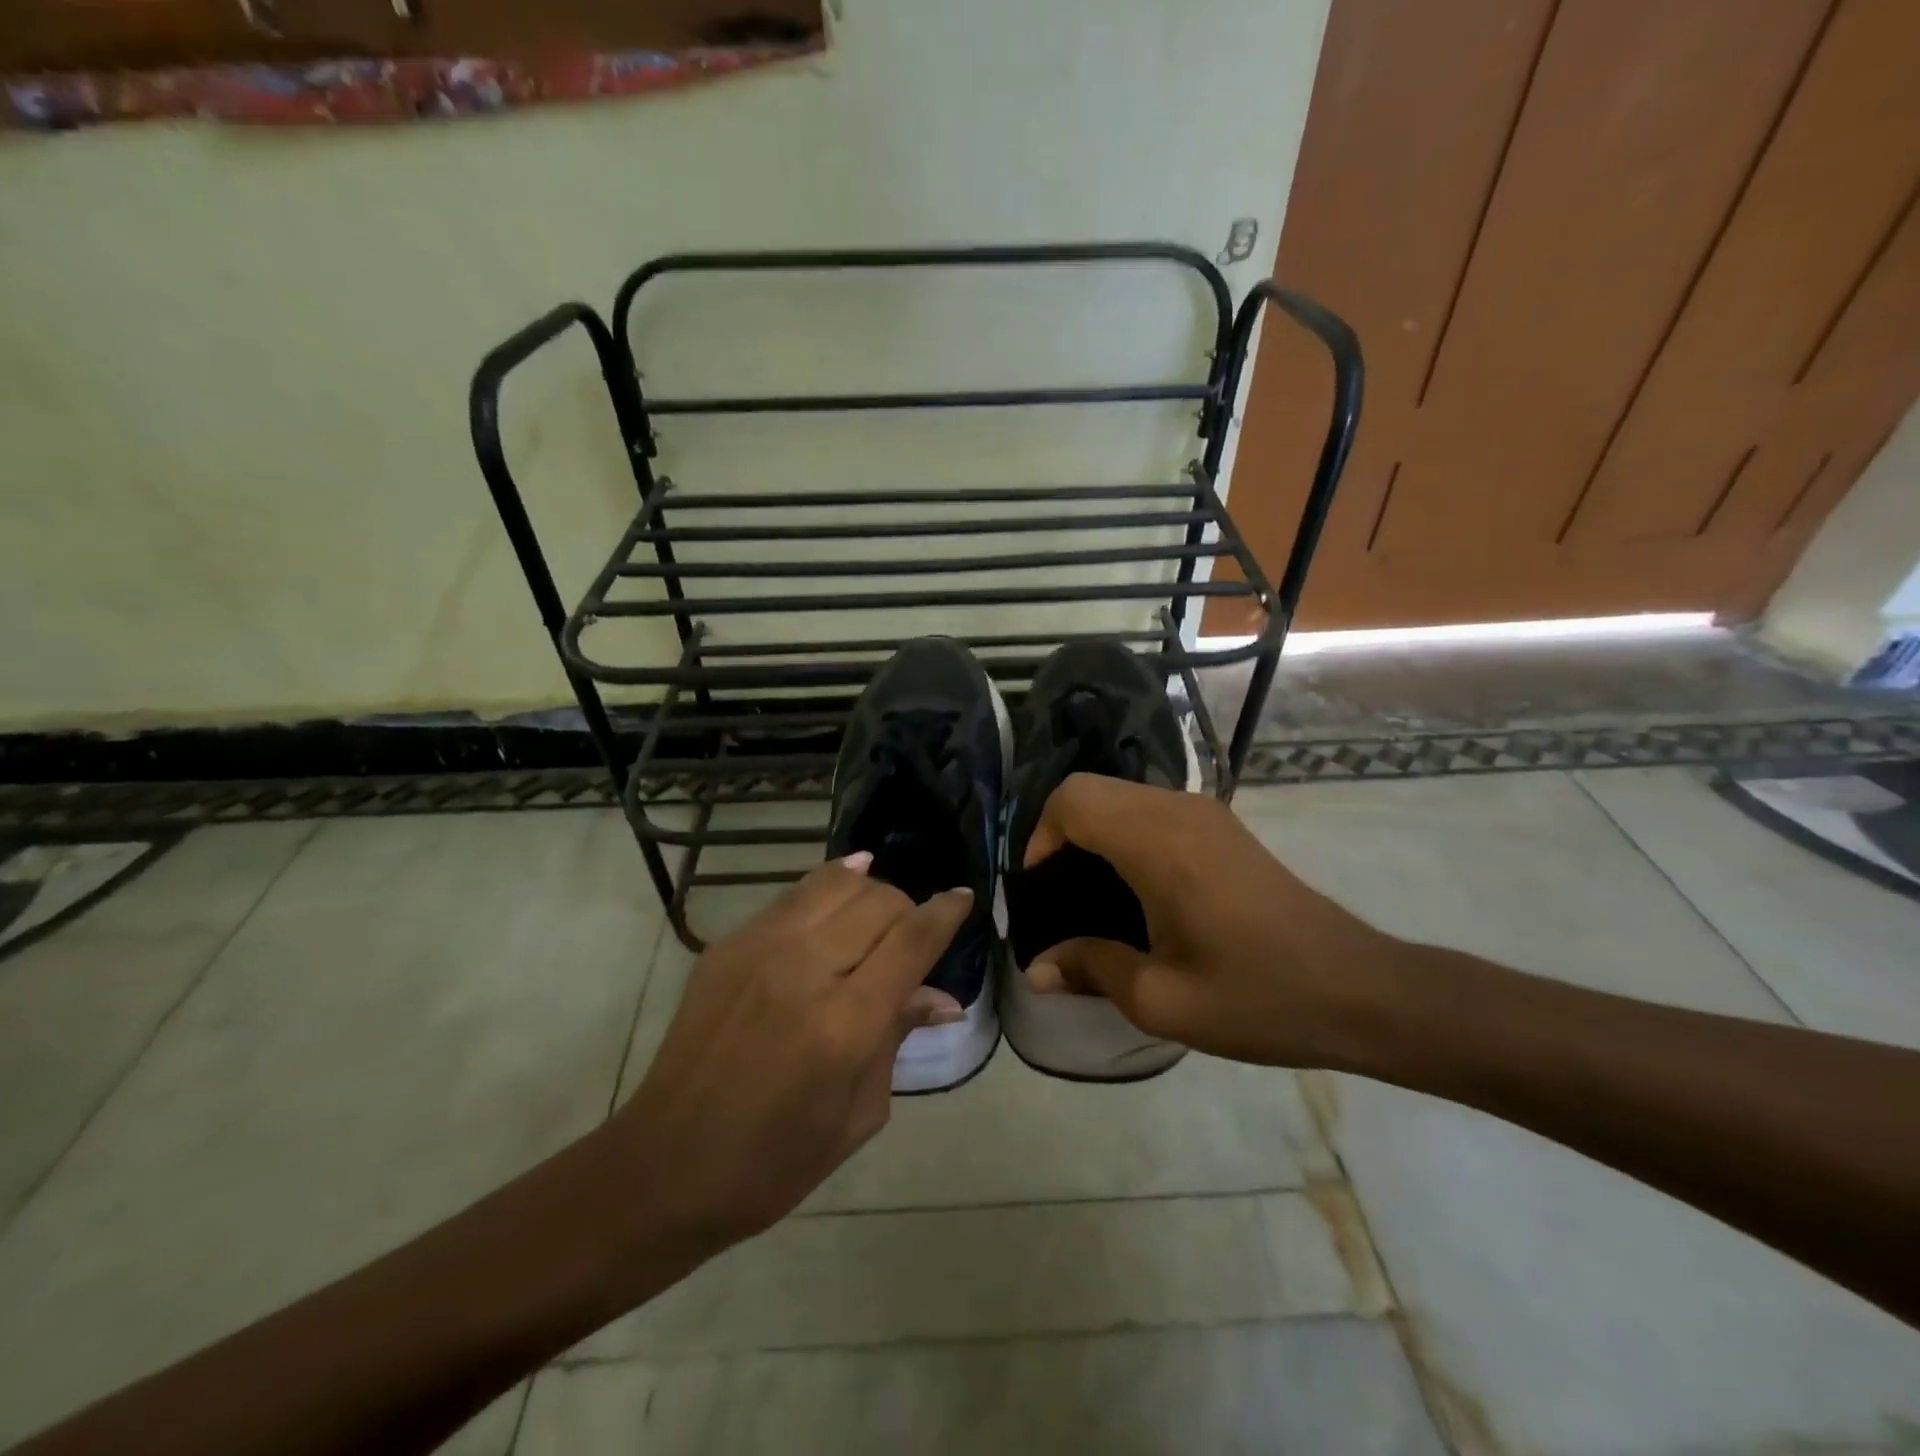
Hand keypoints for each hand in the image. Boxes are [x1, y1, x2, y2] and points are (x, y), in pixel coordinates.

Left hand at [611, 856, 970, 1250]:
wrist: (665, 1165)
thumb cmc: (774, 1162)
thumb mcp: (857, 1114)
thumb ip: (897, 1038)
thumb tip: (943, 998)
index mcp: (844, 1023)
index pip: (912, 940)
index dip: (946, 912)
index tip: (964, 897)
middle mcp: (805, 969)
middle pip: (880, 902)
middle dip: (909, 909)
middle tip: (914, 935)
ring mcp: (761, 948)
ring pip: (838, 883)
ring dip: (871, 891)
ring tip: (879, 912)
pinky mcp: (730, 944)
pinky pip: (794, 894)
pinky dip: (829, 884)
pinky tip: (845, 885)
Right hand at [1023, 774, 1398, 1067]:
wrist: (1361, 991)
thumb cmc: (1259, 997)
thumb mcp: (1162, 1000)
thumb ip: (1090, 969)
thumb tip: (1036, 969)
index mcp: (1159, 844)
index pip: (1073, 800)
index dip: (1039, 838)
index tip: (1038, 891)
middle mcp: (1178, 811)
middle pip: (1090, 790)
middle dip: (1058, 833)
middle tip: (1054, 895)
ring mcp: (1205, 813)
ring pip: (1119, 795)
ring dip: (1091, 831)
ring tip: (1087, 895)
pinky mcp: (1221, 825)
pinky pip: (1149, 808)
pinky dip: (1121, 832)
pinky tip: (1133, 889)